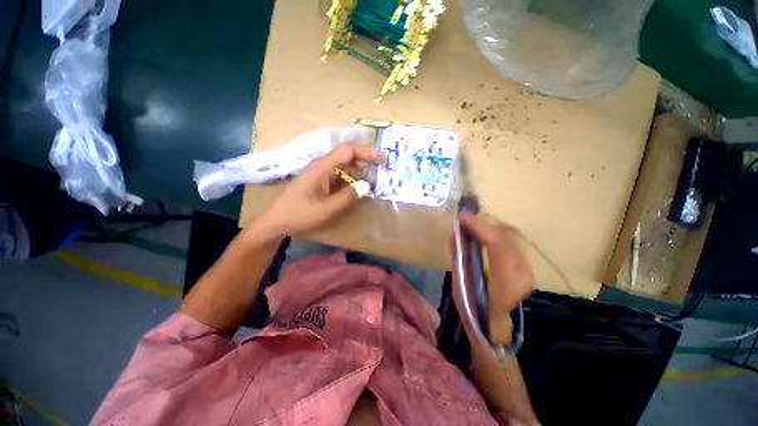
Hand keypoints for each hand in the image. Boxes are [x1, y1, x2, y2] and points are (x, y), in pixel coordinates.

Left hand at [256, 143, 384, 237]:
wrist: (277, 222)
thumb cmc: (301, 214)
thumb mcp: (328, 208)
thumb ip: (349, 196)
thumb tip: (367, 185)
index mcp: (323, 167)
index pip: (348, 150)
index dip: (367, 152)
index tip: (382, 160)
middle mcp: (323, 166)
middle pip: (348, 156)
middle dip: (365, 162)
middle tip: (379, 174)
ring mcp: (322, 174)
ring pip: (345, 167)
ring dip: (359, 172)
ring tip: (372, 183)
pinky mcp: (321, 183)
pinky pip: (340, 177)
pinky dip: (351, 180)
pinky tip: (358, 188)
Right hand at [458, 211, 532, 344]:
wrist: (493, 323)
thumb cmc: (473, 308)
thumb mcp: (460, 284)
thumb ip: (459, 257)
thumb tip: (454, 233)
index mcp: (503, 284)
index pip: (498, 246)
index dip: (480, 227)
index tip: (462, 217)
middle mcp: (521, 275)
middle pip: (506, 236)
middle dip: (483, 225)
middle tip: (464, 221)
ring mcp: (527, 270)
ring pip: (510, 236)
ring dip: (489, 228)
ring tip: (471, 226)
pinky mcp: (526, 267)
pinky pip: (510, 242)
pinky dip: (494, 234)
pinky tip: (482, 235)